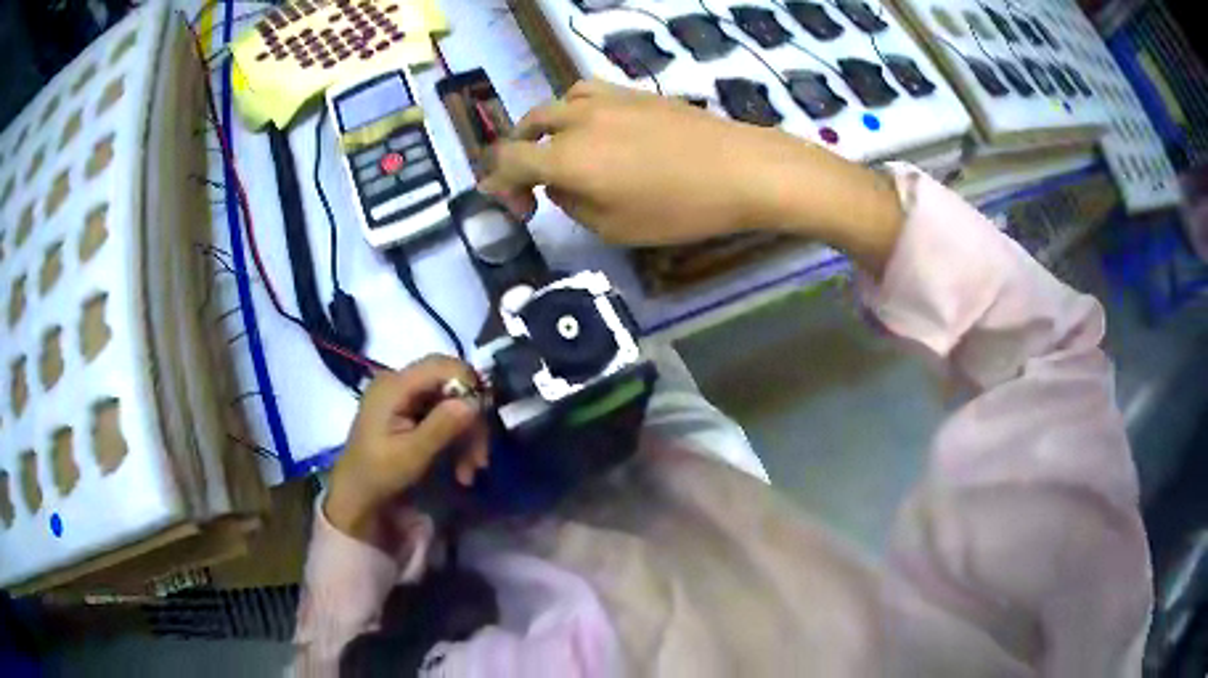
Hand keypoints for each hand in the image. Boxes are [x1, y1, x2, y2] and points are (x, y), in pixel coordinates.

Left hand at [325, 356, 487, 545]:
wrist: (356, 495)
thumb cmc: (378, 475)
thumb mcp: (411, 455)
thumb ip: (442, 426)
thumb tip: (475, 401)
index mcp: (394, 386)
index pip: (442, 366)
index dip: (469, 385)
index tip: (485, 418)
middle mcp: (399, 383)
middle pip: (451, 385)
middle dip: (471, 420)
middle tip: (480, 459)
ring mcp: (404, 397)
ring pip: (452, 403)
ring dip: (467, 436)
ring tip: (470, 471)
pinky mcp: (410, 411)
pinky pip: (443, 415)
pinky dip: (456, 439)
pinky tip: (461, 467)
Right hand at [483, 80, 775, 244]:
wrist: (740, 169)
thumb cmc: (679, 209)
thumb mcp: (614, 227)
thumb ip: (572, 203)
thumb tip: (559, 185)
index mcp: (566, 158)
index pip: (509, 161)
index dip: (498, 184)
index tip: (514, 206)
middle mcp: (576, 121)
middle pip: (526, 127)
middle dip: (519, 157)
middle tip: (534, 185)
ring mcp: (606, 100)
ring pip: (555, 104)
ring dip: (545, 129)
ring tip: (558, 150)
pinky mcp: (632, 92)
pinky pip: (586, 94)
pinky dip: (574, 112)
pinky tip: (593, 129)